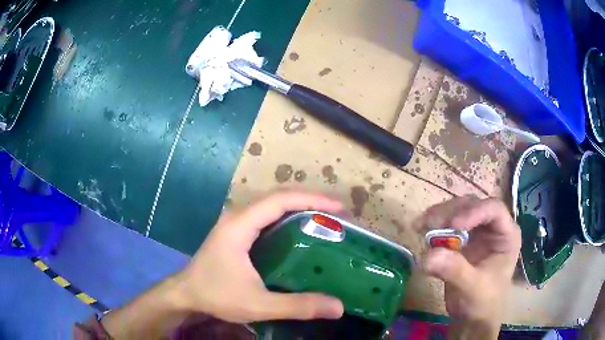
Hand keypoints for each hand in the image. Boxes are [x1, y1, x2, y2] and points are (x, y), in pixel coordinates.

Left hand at [174, 191, 344, 322]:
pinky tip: (301, 232)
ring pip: (272, 205)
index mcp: (240, 225)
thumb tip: (338, 307)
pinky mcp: (236, 231)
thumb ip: (297, 306)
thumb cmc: (216, 295)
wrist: (186, 294)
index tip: (338, 208)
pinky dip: (288, 217)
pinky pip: (266, 216)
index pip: (280, 200)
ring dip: (299, 207)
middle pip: (278, 197)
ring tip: (325, 219)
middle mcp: (238, 216)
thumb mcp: (258, 304)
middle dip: (310, 200)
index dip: (311, 199)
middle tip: (337, 214)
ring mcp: (235, 222)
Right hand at [418, 196, 520, 334]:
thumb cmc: (483, 302)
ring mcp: (477, 232)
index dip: (474, 212)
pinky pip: (447, 225)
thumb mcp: (473, 288)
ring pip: (458, 211)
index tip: (453, 226)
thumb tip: (428, 255)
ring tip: (421, 225)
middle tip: (430, 223)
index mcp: (506, 234)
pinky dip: (433, 225)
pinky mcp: (461, 240)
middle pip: (473, 205)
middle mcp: (492, 227)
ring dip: (439, 216)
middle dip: (451, 212)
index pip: (493, 209)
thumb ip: (455, 270)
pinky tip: (420, 229)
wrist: (473, 318)